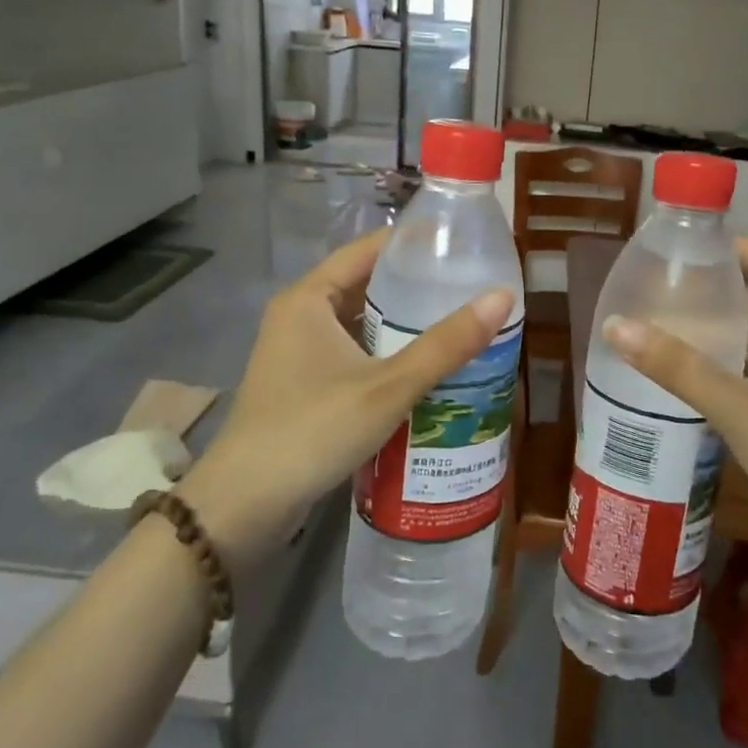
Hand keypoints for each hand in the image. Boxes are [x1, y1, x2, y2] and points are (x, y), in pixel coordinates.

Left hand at [177, 229, 514, 563]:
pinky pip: (354, 355)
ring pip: (361, 324)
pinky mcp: (303, 385)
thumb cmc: (313, 431)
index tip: (462, 243)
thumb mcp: (388, 386)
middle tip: (471, 288)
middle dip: (416, 287)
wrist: (245, 506)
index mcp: (309, 298)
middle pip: (366, 286)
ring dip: (404, 326)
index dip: (414, 242)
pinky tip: (425, 370)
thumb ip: (446, 344)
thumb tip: (501, 298)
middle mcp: (300, 316)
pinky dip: (387, 356)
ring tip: (459, 324)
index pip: (368, 249)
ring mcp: (298, 353)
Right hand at [602, 238, 747, 568]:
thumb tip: (615, 325)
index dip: (737, 248)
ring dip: (715, 336)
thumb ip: (677, 366)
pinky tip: (680, 373)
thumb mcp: (740, 406)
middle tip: (660, 280)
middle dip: (716, 292)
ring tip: (659, 319)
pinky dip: (720, 373)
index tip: (688, 239)